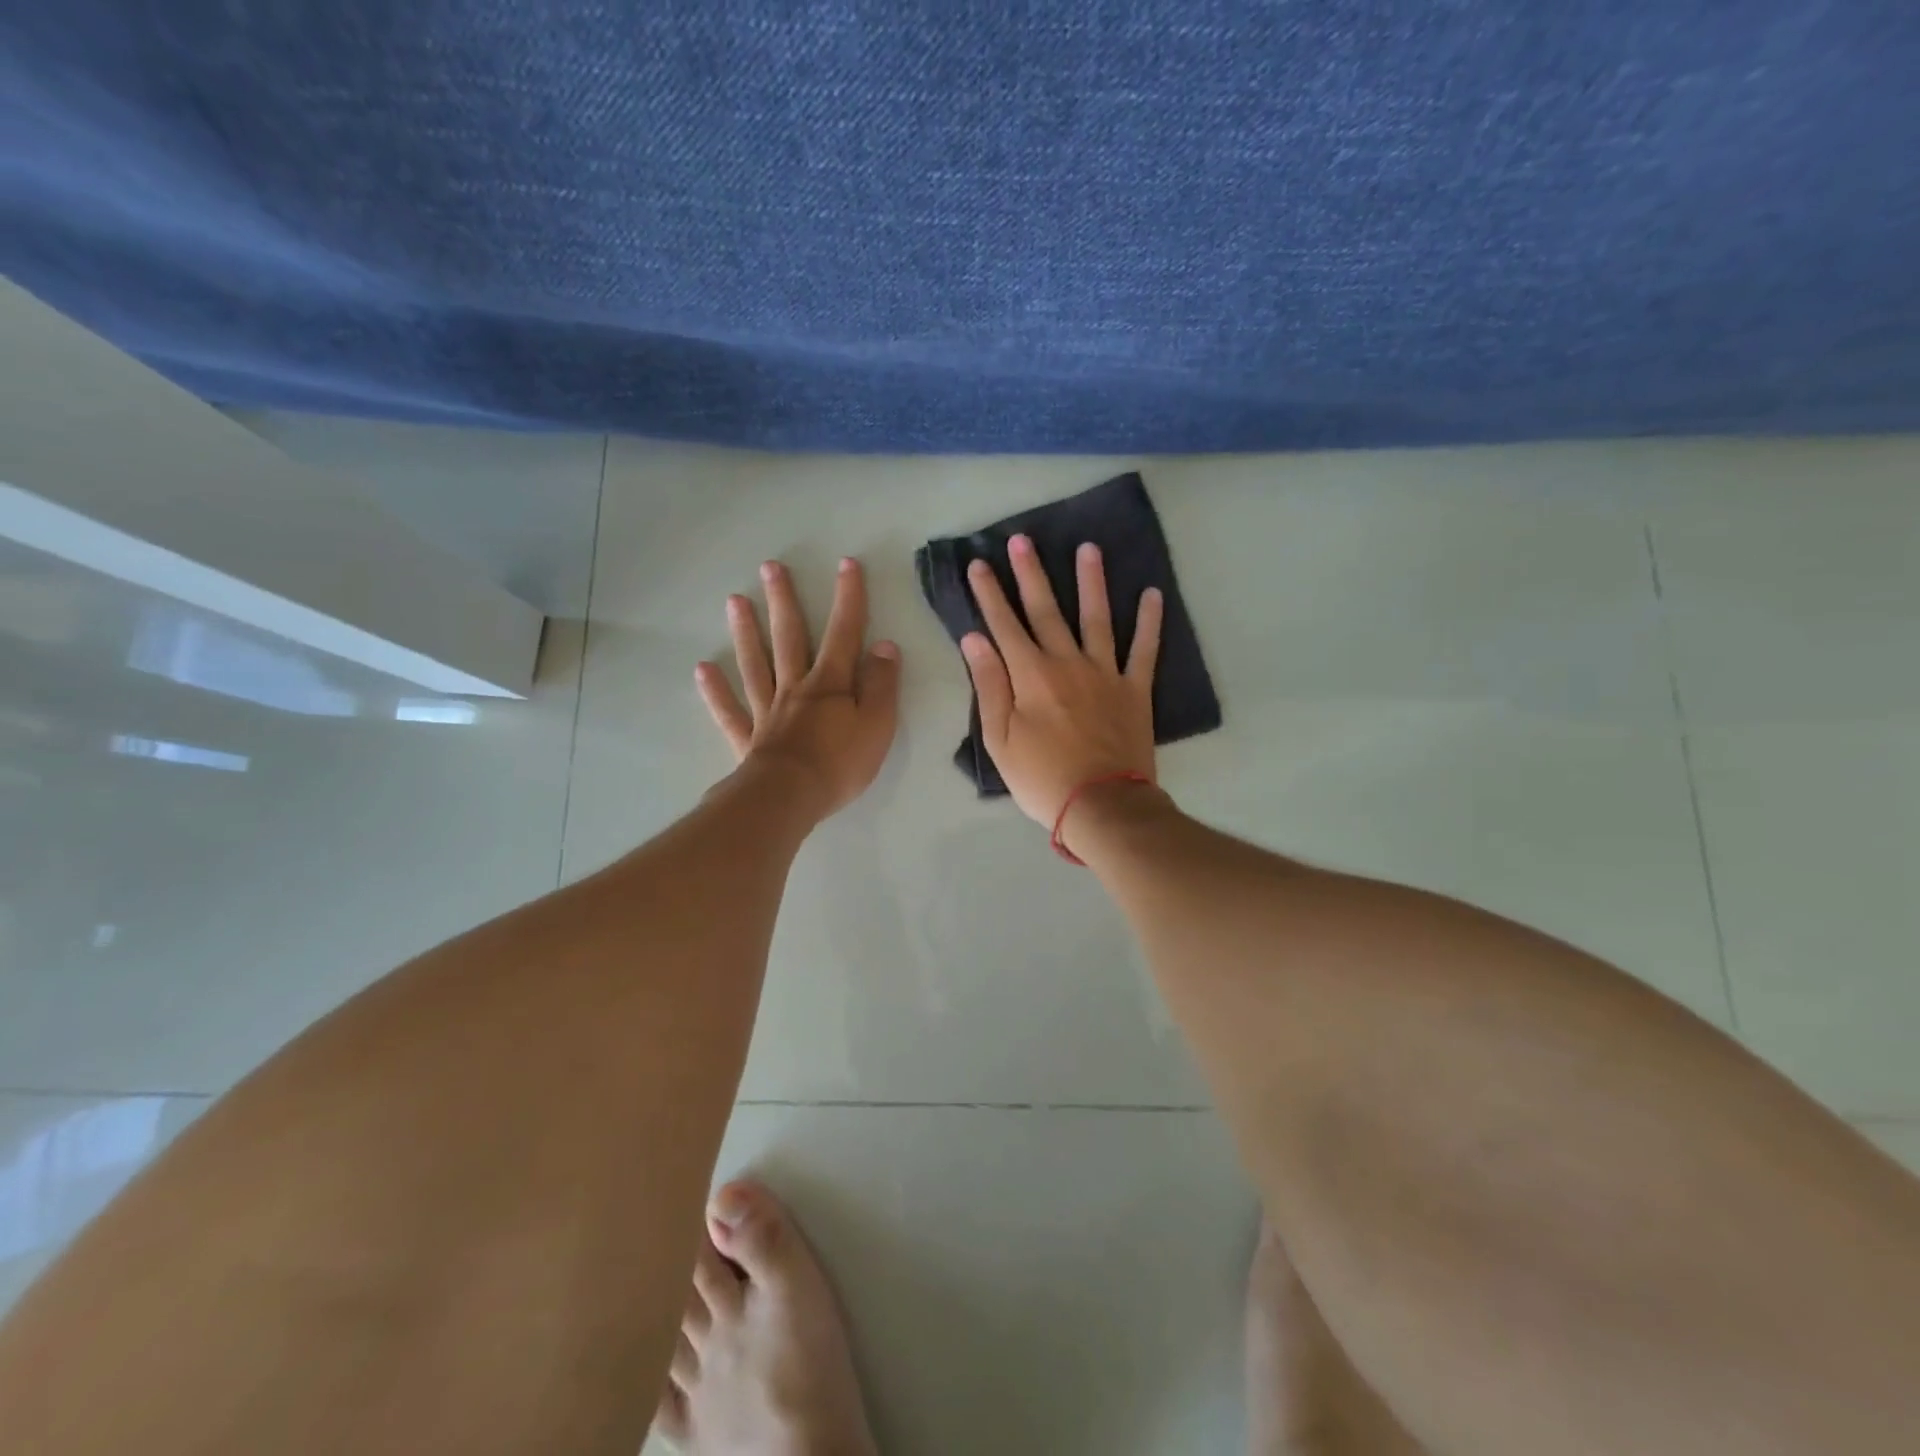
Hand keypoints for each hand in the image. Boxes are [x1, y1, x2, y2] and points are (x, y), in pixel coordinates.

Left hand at [696, 558, 901, 818]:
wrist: (790, 798)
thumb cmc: (840, 763)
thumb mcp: (877, 724)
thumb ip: (881, 685)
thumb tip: (885, 646)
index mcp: (830, 684)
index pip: (843, 633)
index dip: (848, 598)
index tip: (846, 564)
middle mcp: (795, 688)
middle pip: (789, 638)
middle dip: (783, 601)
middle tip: (770, 567)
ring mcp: (767, 711)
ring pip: (755, 664)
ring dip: (746, 632)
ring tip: (734, 601)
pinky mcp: (748, 739)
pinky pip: (729, 710)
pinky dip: (715, 690)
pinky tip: (703, 669)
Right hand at [960, 534, 1162, 826]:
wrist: (1101, 805)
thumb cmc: (1041, 778)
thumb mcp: (1000, 739)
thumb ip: (990, 685)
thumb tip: (974, 639)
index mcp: (1030, 675)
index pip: (1004, 625)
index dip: (989, 594)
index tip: (978, 564)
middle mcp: (1067, 663)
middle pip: (1046, 611)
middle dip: (1031, 574)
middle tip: (1023, 540)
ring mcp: (1105, 673)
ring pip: (1097, 618)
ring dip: (1091, 582)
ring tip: (1088, 548)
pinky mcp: (1134, 690)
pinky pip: (1144, 650)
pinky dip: (1149, 622)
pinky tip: (1152, 594)